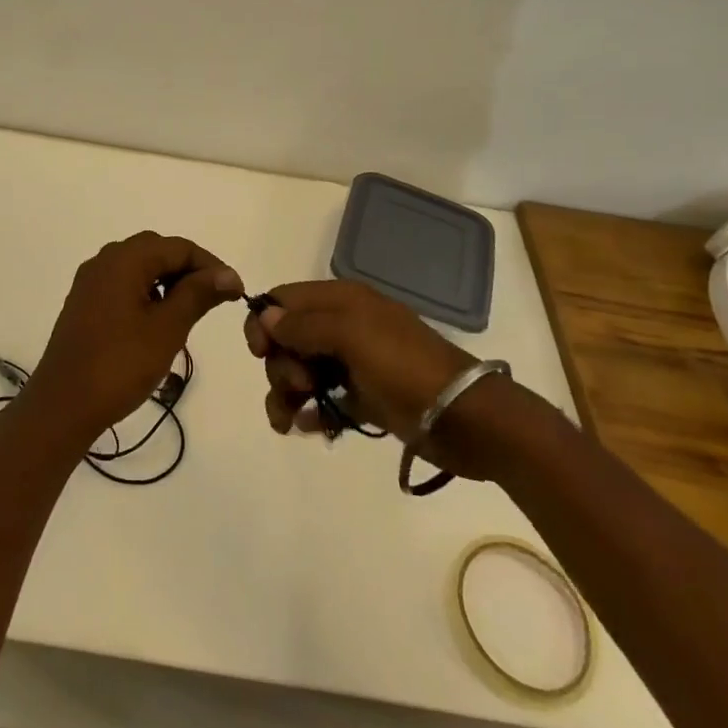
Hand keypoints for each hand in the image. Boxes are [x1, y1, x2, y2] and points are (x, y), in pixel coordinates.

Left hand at [24, 232, 241, 445]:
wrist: (63, 405)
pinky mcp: (84, 302)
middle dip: (189, 270)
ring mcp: (90, 282)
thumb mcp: (167, 329)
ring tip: (190, 312)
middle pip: (157, 250)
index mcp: (124, 259)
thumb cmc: (120, 364)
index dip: (211, 265)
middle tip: (214, 300)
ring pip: (139, 267)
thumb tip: (229, 274)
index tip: (235, 292)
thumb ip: (198, 294)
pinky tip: (158, 321)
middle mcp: (105, 260)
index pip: (179, 247)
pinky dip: (146, 293)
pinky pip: (123, 283)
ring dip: (168, 281)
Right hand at [245, 281, 500, 476]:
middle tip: (300, 385)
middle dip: (280, 364)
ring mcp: (353, 364)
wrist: (465, 418)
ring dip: (286, 394)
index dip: (264, 322)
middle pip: (287, 339)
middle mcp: (343, 326)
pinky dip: (310, 412)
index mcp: (341, 301)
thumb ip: (305, 325)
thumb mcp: (352, 336)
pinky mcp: (364, 398)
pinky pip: (322, 401)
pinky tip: (310, 428)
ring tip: (289, 421)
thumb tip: (266, 317)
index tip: (261, 352)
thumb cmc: (405, 368)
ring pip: (301, 371)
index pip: (284, 300)